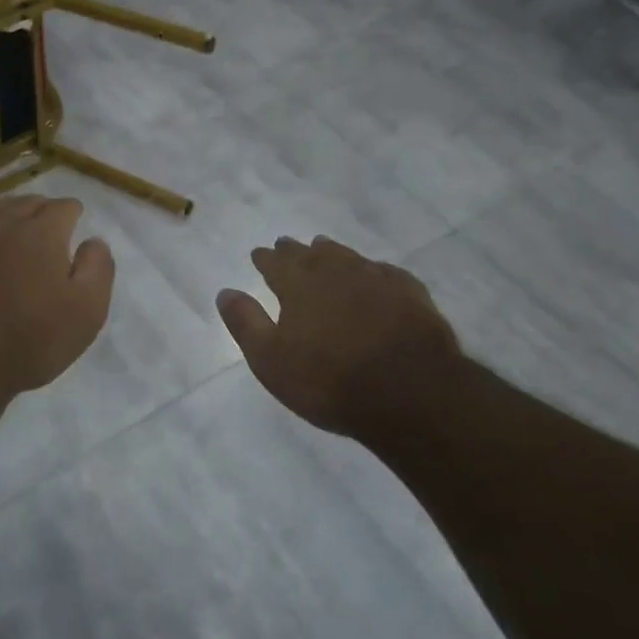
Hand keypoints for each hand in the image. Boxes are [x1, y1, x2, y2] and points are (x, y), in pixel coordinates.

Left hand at [0, 196, 115, 400]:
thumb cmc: (30, 339)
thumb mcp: (86, 311)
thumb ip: (97, 268)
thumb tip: (94, 241)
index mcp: (43, 232)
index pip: (63, 207)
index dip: (73, 214)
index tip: (75, 224)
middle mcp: (5, 223)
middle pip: (29, 203)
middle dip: (43, 210)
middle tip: (50, 228)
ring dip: (14, 216)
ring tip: (20, 232)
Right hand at [217, 236, 461, 437]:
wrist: (411, 392)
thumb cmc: (329, 380)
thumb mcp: (270, 359)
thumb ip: (246, 323)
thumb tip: (226, 291)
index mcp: (298, 284)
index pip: (275, 263)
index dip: (264, 258)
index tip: (258, 254)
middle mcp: (334, 271)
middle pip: (310, 254)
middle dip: (294, 250)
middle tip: (285, 245)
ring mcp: (375, 278)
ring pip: (346, 256)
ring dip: (330, 251)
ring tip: (323, 248)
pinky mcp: (410, 293)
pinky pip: (384, 271)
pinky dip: (372, 269)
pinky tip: (374, 274)